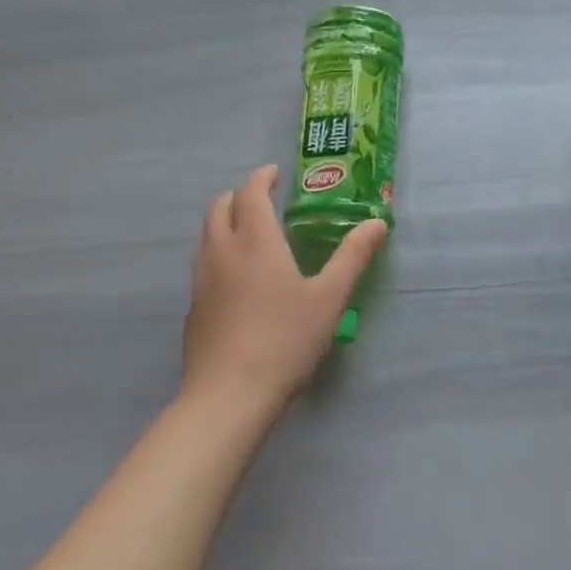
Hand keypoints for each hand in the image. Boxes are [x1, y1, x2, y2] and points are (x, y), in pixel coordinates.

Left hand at [182, 165, 386, 420]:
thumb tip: (377, 223)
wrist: (228, 396)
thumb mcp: (329, 298)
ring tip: (249, 233)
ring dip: (225, 221)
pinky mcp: (193, 308)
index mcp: (256, 241)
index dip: (261, 178)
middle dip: (239, 195)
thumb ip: (352, 257)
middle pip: (220, 207)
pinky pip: (203, 264)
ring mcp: (202, 281)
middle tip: (262, 199)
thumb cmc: (284, 340)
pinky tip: (236, 279)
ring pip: (207, 235)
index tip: (274, 173)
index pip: (250, 192)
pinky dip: (218, 252)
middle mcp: (223, 252)